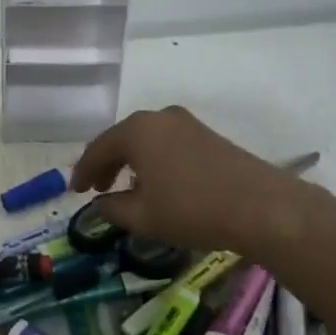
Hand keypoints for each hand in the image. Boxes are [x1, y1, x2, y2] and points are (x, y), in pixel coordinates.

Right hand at [70, 106, 311, 254]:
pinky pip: (166, 143)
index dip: (83, 172)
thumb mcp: (143, 217)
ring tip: (125, 188)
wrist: (261, 207)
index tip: (74, 192)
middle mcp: (159, 118)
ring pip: (145, 140)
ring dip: (130, 162)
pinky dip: (153, 160)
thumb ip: (113, 209)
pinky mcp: (207, 135)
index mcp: (137, 130)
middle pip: (121, 139)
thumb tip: (101, 205)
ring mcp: (186, 123)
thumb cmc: (192, 209)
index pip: (98, 149)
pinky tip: (157, 183)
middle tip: (96, 188)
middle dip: (106, 164)